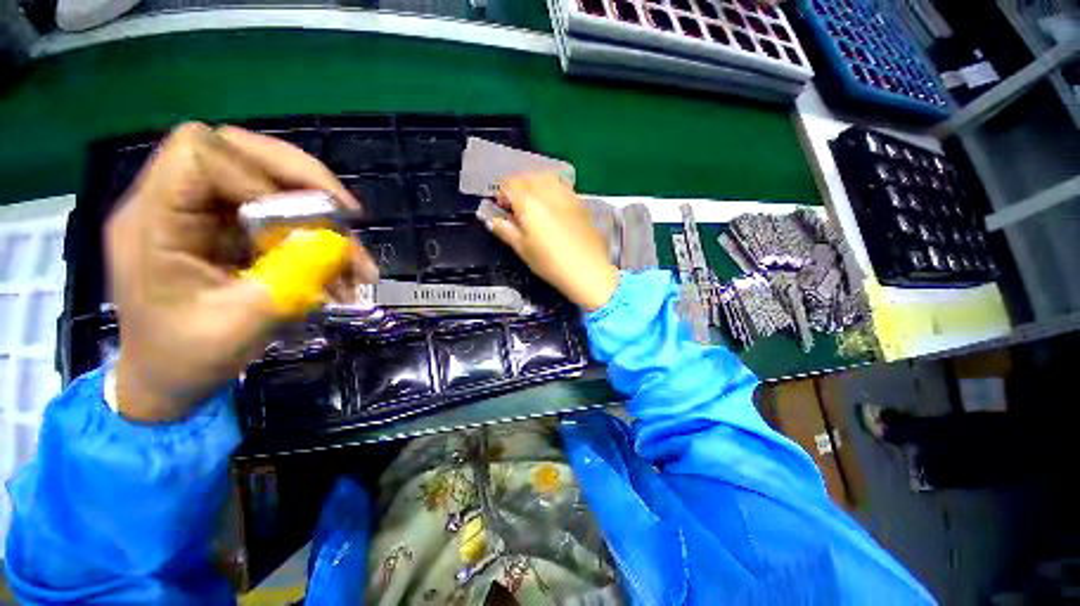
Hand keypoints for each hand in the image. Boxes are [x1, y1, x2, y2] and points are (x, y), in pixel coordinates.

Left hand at [108, 123, 377, 422]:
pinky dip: (315, 232)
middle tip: (348, 215)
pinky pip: (278, 210)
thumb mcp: (243, 324)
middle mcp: (174, 203)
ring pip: (267, 177)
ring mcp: (201, 213)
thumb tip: (338, 244)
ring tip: (353, 253)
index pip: (200, 153)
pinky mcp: (224, 227)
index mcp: (153, 221)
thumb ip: (291, 278)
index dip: (259, 177)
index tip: (300, 223)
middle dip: (303, 179)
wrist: (168, 381)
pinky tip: (338, 264)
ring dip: (319, 210)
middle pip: (240, 149)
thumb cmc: (189, 359)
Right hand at [487, 174, 618, 310]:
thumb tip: (494, 220)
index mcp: (528, 203)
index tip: (501, 207)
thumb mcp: (522, 249)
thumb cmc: (550, 263)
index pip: (510, 183)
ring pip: (546, 177)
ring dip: (535, 184)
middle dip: (518, 186)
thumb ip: (506, 230)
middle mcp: (547, 192)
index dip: (502, 193)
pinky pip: (562, 186)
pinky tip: (553, 205)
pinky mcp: (580, 202)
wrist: (587, 270)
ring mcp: (566, 195)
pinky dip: (552, 188)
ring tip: (534, 202)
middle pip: (528, 176)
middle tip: (516, 205)